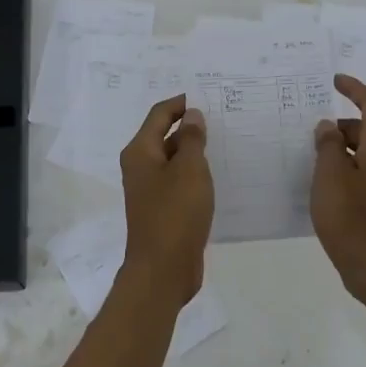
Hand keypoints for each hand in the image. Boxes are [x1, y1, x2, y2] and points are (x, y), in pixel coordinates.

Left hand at [119, 95, 213, 304]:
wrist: (163, 269)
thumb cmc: (175, 214)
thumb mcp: (189, 170)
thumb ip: (191, 140)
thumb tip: (191, 115)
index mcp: (140, 152)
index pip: (159, 114)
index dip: (181, 103)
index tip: (208, 97)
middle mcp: (140, 167)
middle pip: (164, 136)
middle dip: (190, 127)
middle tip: (222, 118)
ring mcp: (150, 190)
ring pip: (174, 161)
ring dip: (194, 152)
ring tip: (225, 143)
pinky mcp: (163, 210)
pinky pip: (179, 182)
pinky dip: (195, 175)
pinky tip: (218, 176)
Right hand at [311, 74, 365, 300]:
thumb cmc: (352, 219)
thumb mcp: (330, 177)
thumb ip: (327, 146)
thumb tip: (328, 127)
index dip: (354, 88)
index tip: (334, 81)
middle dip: (339, 125)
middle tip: (309, 133)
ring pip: (363, 151)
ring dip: (339, 148)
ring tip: (310, 158)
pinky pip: (362, 171)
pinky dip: (343, 168)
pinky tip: (322, 183)